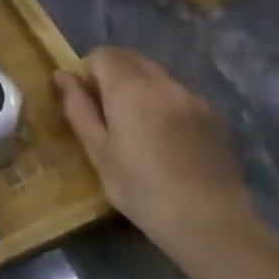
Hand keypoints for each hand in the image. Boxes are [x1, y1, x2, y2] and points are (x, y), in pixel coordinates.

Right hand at [56, 47, 260, 263]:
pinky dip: (166, 104)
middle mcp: (164, 84)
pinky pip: (180, 95)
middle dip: (114, 73)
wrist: (211, 224)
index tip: (87, 100)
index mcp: (130, 89)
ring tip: (140, 129)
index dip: (89, 71)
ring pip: (157, 76)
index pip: (104, 54)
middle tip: (109, 111)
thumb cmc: (142, 190)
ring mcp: (194, 98)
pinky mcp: (215, 117)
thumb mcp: (98, 152)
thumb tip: (64, 76)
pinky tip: (169, 141)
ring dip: (141, 88)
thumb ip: (78, 108)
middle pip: (131, 58)